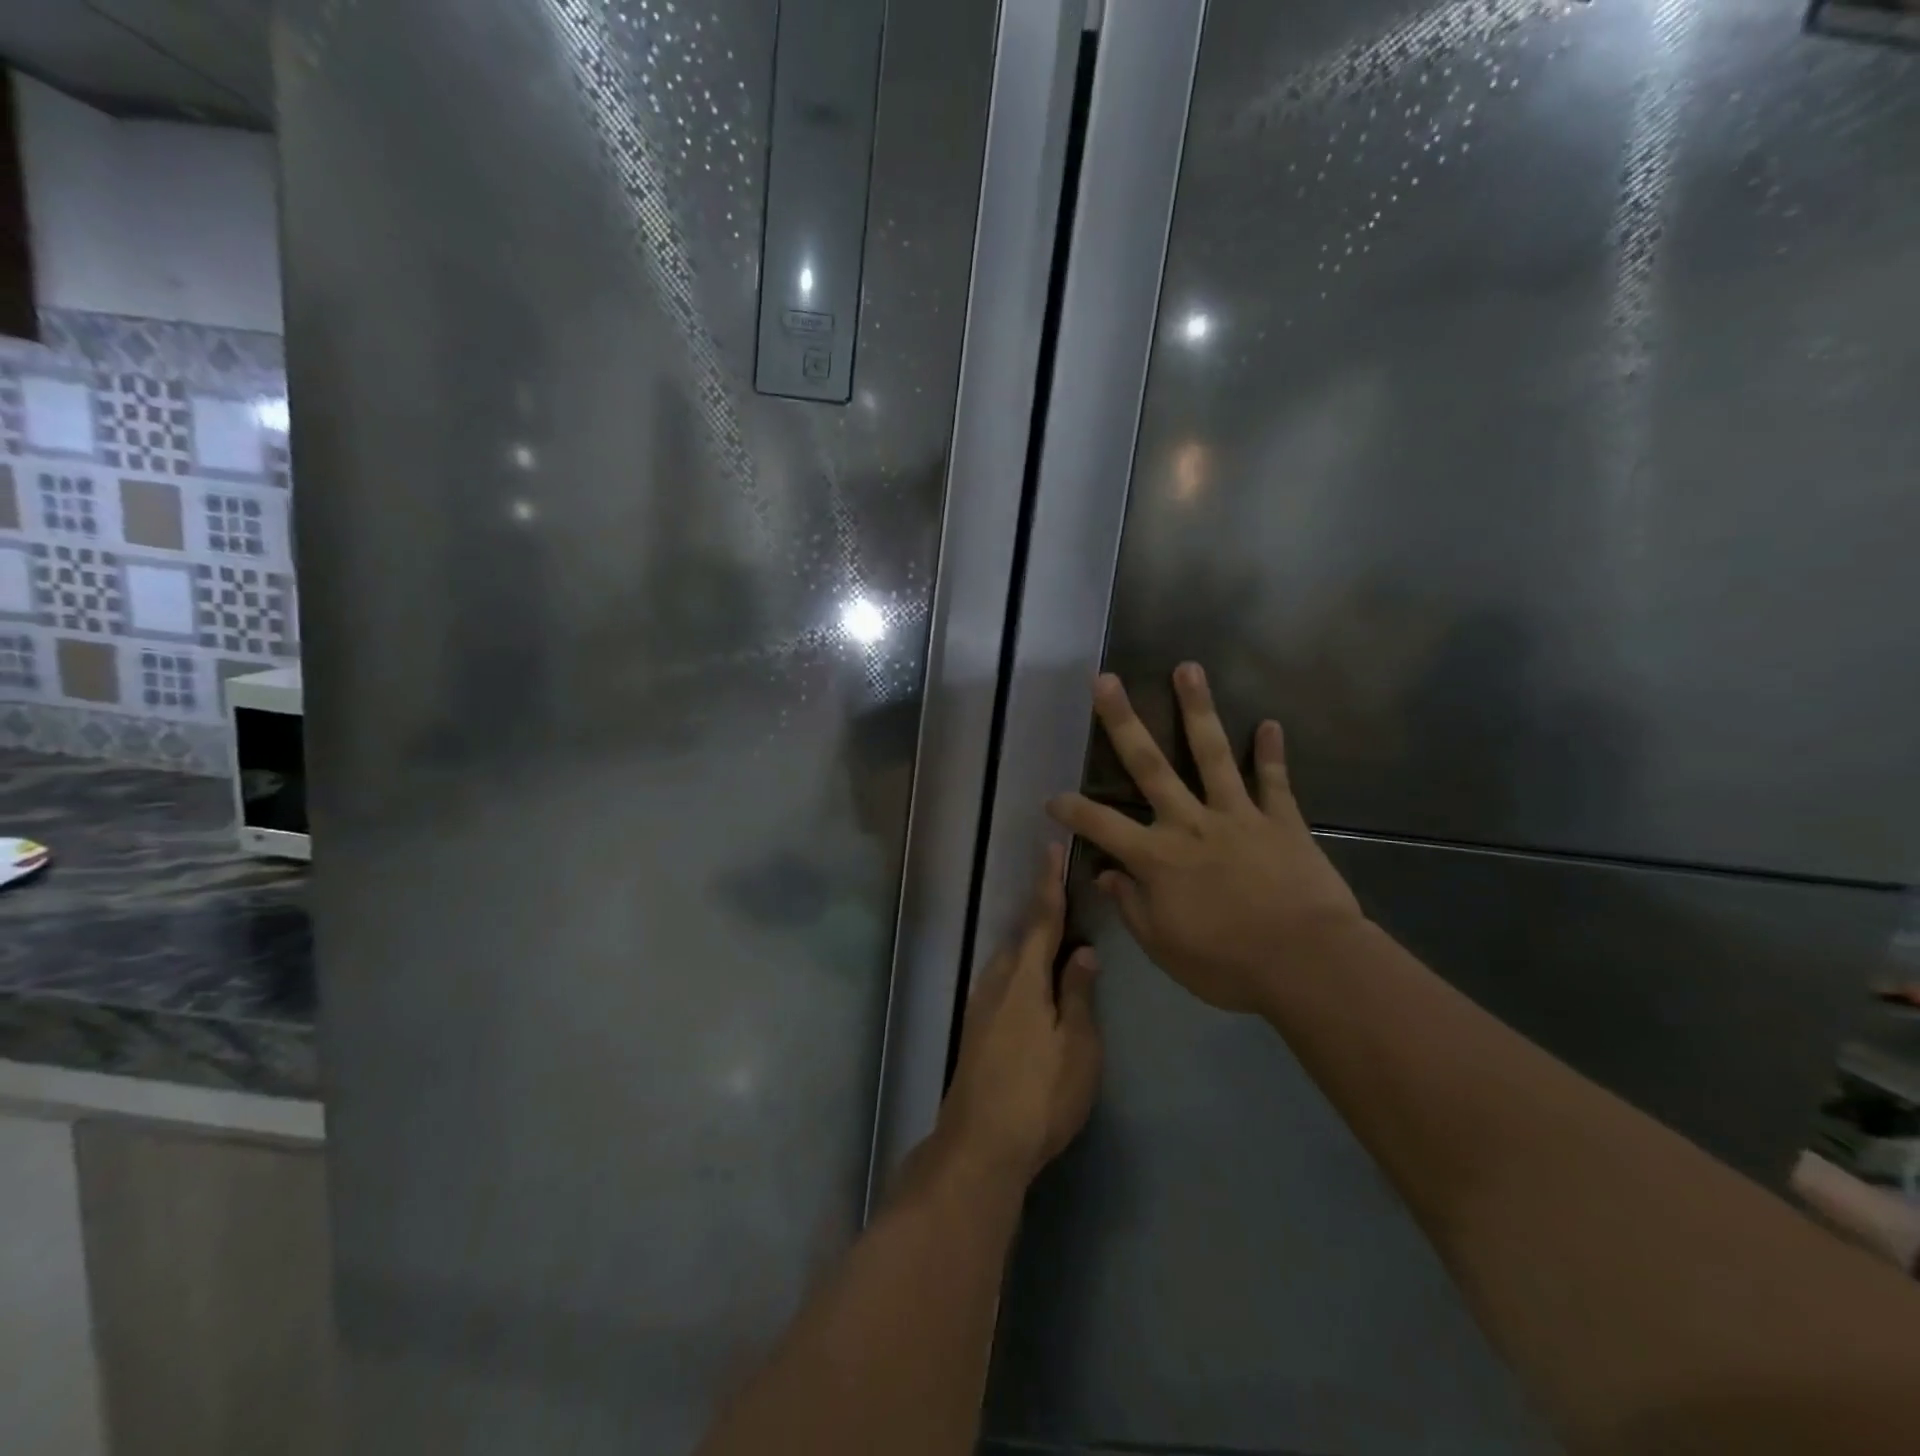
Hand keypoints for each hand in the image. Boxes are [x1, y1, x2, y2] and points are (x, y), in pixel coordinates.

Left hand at [938, 845, 1101, 1189]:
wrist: (980, 1146)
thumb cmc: (1040, 1095)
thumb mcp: (1076, 1046)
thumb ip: (1078, 994)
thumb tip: (1083, 952)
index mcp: (1024, 979)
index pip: (1041, 921)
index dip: (1048, 885)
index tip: (1049, 850)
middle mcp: (996, 982)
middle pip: (1022, 939)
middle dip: (1042, 917)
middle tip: (1066, 903)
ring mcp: (980, 1006)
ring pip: (1010, 961)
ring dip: (1031, 947)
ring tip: (1057, 944)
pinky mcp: (975, 1029)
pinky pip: (1002, 982)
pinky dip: (1021, 971)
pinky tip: (1034, 987)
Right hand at [1047, 664, 1364, 1014]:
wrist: (1307, 964)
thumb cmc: (1227, 964)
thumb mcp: (1164, 947)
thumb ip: (1131, 906)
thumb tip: (1105, 874)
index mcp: (1157, 857)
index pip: (1100, 826)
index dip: (1071, 810)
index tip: (1051, 798)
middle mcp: (1190, 823)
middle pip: (1149, 765)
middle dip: (1123, 721)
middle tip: (1105, 680)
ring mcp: (1237, 815)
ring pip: (1212, 754)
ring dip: (1197, 709)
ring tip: (1188, 668)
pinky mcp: (1281, 820)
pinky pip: (1274, 781)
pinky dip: (1272, 753)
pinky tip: (1269, 724)